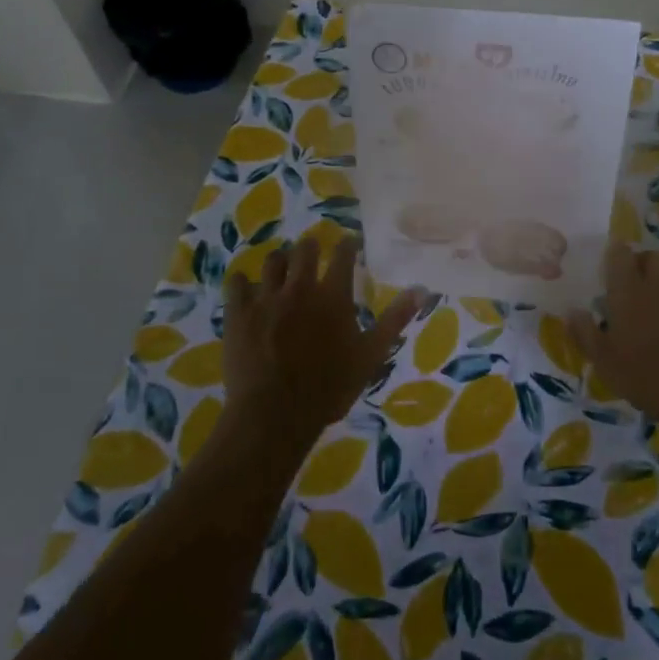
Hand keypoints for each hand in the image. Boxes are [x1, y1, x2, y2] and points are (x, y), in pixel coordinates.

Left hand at [224, 237, 421, 446]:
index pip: (343, 254)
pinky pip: (237, 283)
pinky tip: (247, 289)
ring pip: (272, 261)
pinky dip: (244, 282)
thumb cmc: (329, 388)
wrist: (274, 415)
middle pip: (304, 249)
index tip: (351, 244)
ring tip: (283, 269)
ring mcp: (265, 298)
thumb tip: (421, 289)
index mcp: (333, 295)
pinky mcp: (238, 313)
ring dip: (281, 261)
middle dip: (311, 247)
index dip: (348, 245)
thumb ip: (395, 320)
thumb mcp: (371, 356)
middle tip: (314, 254)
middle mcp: (299, 287)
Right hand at [571, 245, 658, 435]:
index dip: (617, 255)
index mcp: (629, 292)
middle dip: (645, 265)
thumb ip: (585, 333)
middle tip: (640, 286)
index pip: (620, 255)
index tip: (614, 265)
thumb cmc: (648, 378)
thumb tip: (572, 310)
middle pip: (653, 257)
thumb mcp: (605, 363)